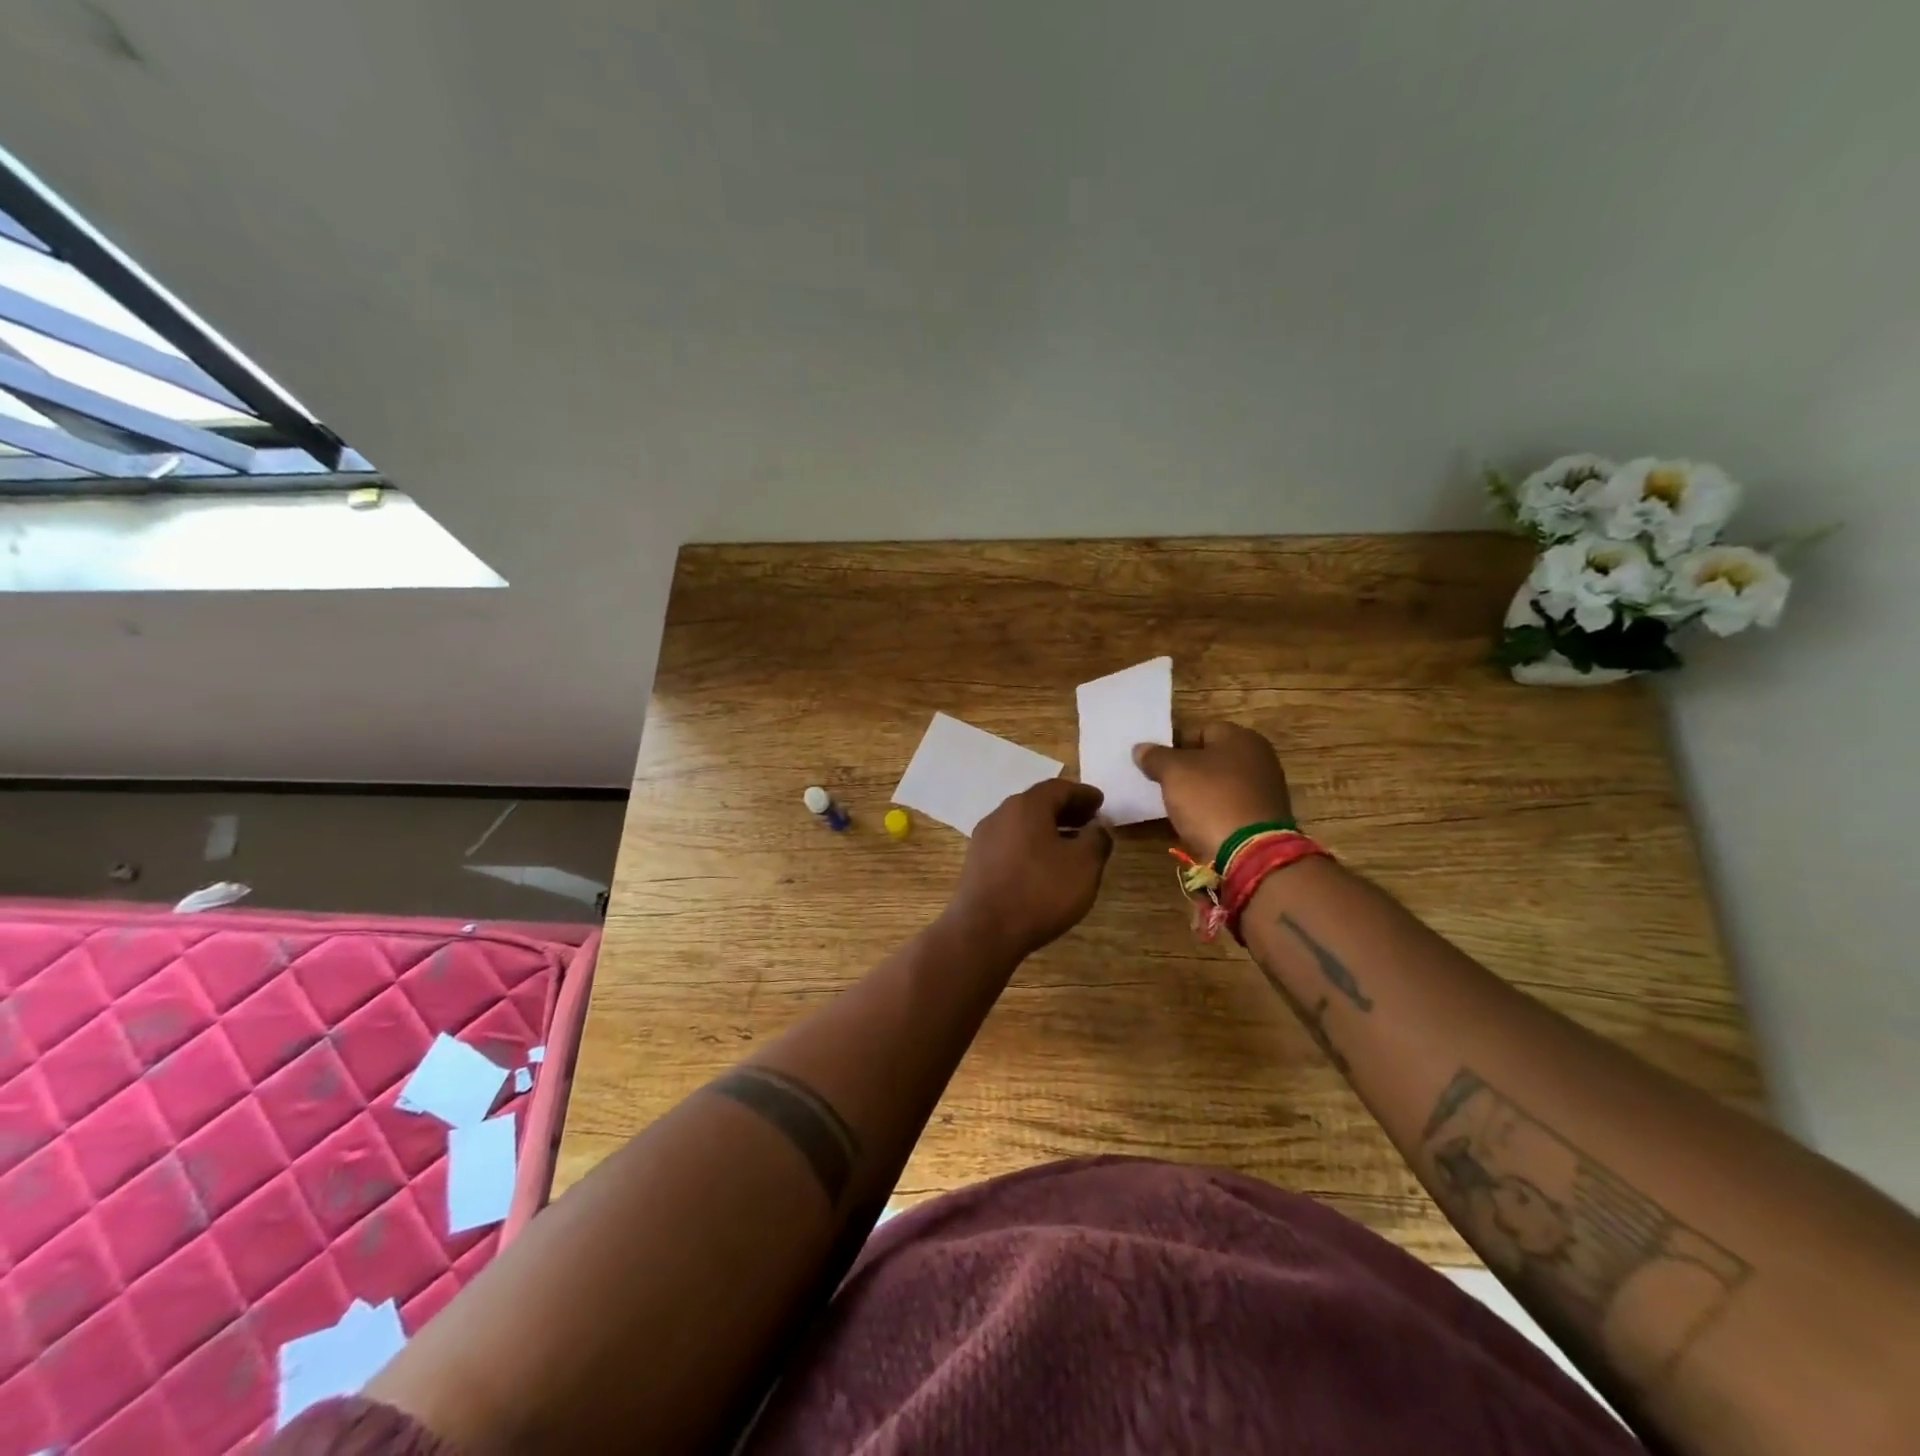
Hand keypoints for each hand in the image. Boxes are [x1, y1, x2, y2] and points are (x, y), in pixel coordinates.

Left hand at [947, 780, 1113, 960]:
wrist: (984, 931)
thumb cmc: (1040, 891)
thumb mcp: (1084, 865)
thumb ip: (1096, 840)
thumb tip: (1097, 828)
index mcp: (1026, 806)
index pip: (1058, 788)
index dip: (1083, 794)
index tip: (1101, 803)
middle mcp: (1000, 814)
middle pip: (1038, 804)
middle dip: (1066, 810)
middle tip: (1089, 821)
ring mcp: (984, 839)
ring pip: (1023, 825)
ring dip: (1048, 830)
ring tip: (1071, 846)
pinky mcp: (977, 863)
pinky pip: (1011, 844)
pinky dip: (1032, 846)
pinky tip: (1044, 867)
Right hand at [1134, 721, 1293, 862]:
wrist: (1251, 853)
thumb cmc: (1211, 800)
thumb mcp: (1173, 772)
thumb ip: (1155, 756)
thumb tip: (1141, 748)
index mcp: (1240, 737)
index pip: (1198, 731)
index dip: (1172, 745)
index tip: (1154, 764)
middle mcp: (1259, 757)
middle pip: (1210, 758)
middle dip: (1186, 770)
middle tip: (1161, 785)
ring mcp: (1265, 789)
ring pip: (1219, 784)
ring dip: (1198, 793)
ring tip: (1175, 807)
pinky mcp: (1264, 818)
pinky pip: (1229, 807)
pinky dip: (1213, 812)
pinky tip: (1196, 824)